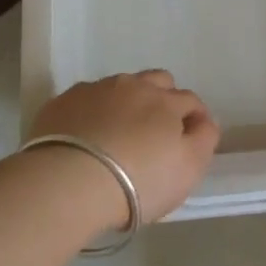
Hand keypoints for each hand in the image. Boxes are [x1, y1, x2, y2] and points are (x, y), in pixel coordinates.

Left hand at [29, 70, 220, 222]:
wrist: (68, 183)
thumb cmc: (138, 181)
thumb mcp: (188, 169)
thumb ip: (204, 140)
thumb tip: (203, 121)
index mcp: (166, 101)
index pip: (190, 100)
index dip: (194, 119)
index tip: (189, 141)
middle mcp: (132, 86)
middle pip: (157, 81)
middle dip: (163, 99)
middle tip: (155, 132)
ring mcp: (94, 90)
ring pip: (119, 87)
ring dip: (125, 104)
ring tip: (117, 135)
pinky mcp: (62, 102)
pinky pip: (86, 100)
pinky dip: (92, 113)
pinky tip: (86, 137)